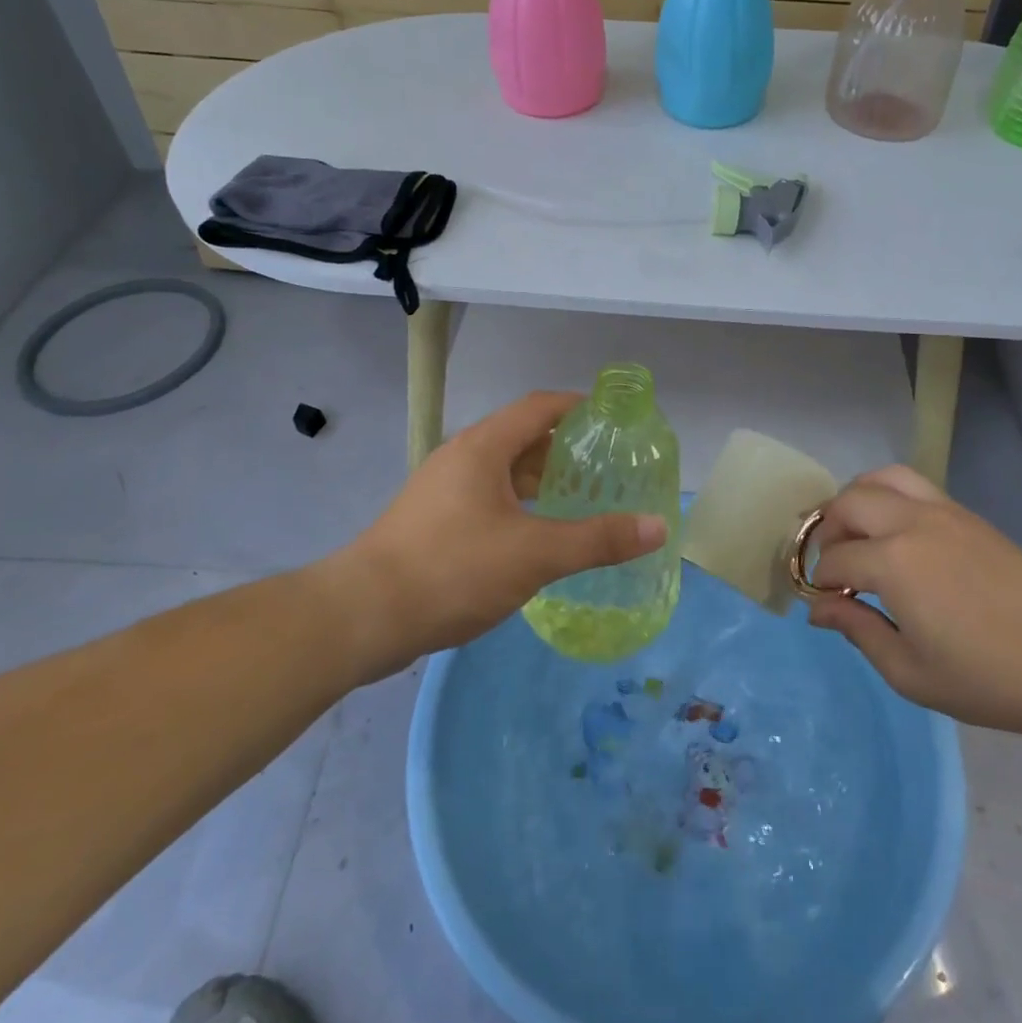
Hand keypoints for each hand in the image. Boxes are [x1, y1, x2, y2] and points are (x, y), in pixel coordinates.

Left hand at [344, 391, 667, 678]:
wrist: (363, 616)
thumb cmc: (452, 569)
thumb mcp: (535, 554)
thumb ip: (598, 539)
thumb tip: (658, 526)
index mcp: (483, 447)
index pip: (539, 407)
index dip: (578, 406)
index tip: (614, 419)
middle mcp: (461, 458)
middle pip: (522, 438)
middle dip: (565, 450)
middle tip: (607, 470)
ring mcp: (442, 490)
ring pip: (503, 472)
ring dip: (541, 482)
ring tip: (581, 503)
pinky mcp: (432, 522)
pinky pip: (487, 499)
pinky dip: (519, 507)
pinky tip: (537, 538)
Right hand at [806, 465, 1021, 739]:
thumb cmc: (987, 678)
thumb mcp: (910, 672)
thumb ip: (858, 631)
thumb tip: (819, 609)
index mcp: (893, 563)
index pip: (835, 559)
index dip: (820, 582)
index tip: (823, 604)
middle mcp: (911, 523)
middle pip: (848, 503)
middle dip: (827, 531)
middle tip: (832, 566)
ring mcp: (943, 512)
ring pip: (880, 478)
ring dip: (856, 500)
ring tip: (856, 533)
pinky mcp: (967, 515)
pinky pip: (913, 485)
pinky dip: (888, 495)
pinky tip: (896, 532)